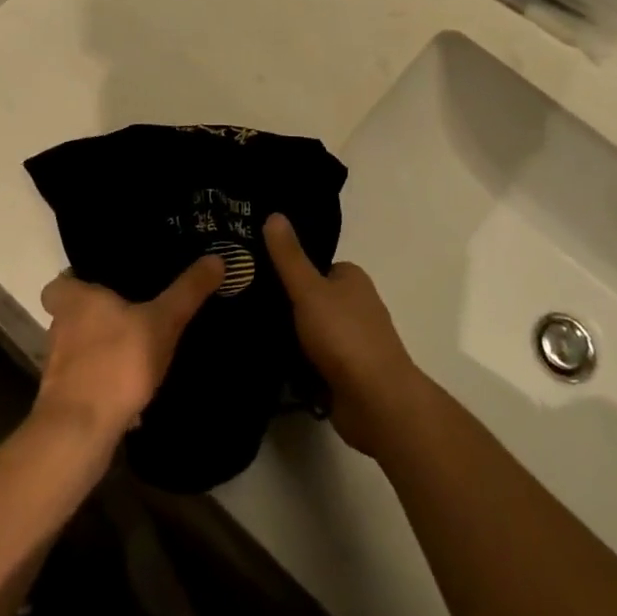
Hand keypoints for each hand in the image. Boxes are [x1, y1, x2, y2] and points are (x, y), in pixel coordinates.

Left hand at [36, 256, 224, 441]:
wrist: (80, 431)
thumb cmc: (117, 362)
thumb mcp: (162, 321)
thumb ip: (187, 291)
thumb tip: (216, 258)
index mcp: (75, 301)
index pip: (60, 283)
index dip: (77, 281)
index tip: (104, 283)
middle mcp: (60, 328)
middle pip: (73, 314)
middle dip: (97, 314)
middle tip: (132, 310)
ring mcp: (59, 367)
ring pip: (80, 347)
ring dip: (102, 348)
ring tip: (138, 346)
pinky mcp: (66, 398)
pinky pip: (88, 379)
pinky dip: (106, 379)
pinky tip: (133, 386)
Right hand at [263, 213, 425, 457]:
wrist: (376, 401)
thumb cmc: (345, 336)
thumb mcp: (309, 289)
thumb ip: (289, 256)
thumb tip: (273, 214)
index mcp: (351, 278)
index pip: (312, 265)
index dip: (285, 268)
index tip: (251, 272)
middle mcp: (354, 305)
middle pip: (309, 298)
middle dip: (282, 304)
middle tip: (240, 303)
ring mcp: (350, 341)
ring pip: (308, 331)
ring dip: (285, 336)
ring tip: (243, 332)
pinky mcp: (343, 373)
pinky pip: (310, 360)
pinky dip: (293, 363)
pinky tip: (264, 362)